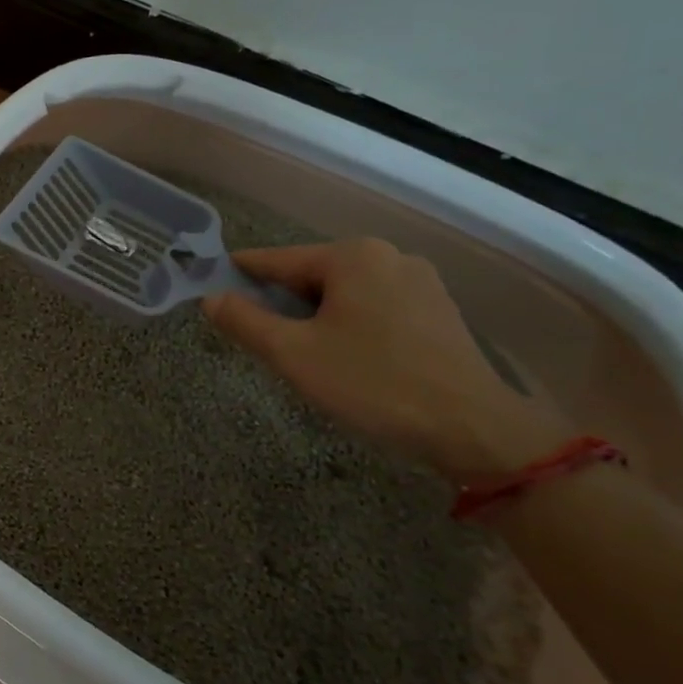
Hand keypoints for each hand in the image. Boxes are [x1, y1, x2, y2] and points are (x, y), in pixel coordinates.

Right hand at [203, 238, 568, 479]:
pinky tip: (345, 358)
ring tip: (301, 354)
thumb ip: (245, 321)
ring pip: (344, 293)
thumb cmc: (372, 382)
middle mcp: (388, 256)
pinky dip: (348, 324)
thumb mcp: (292, 354)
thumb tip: (210, 298)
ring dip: (315, 316)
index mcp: (352, 256)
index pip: (277, 260)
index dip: (240, 275)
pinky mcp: (438, 311)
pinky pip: (374, 307)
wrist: (471, 428)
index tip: (212, 286)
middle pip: (312, 275)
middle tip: (259, 338)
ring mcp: (420, 282)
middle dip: (282, 303)